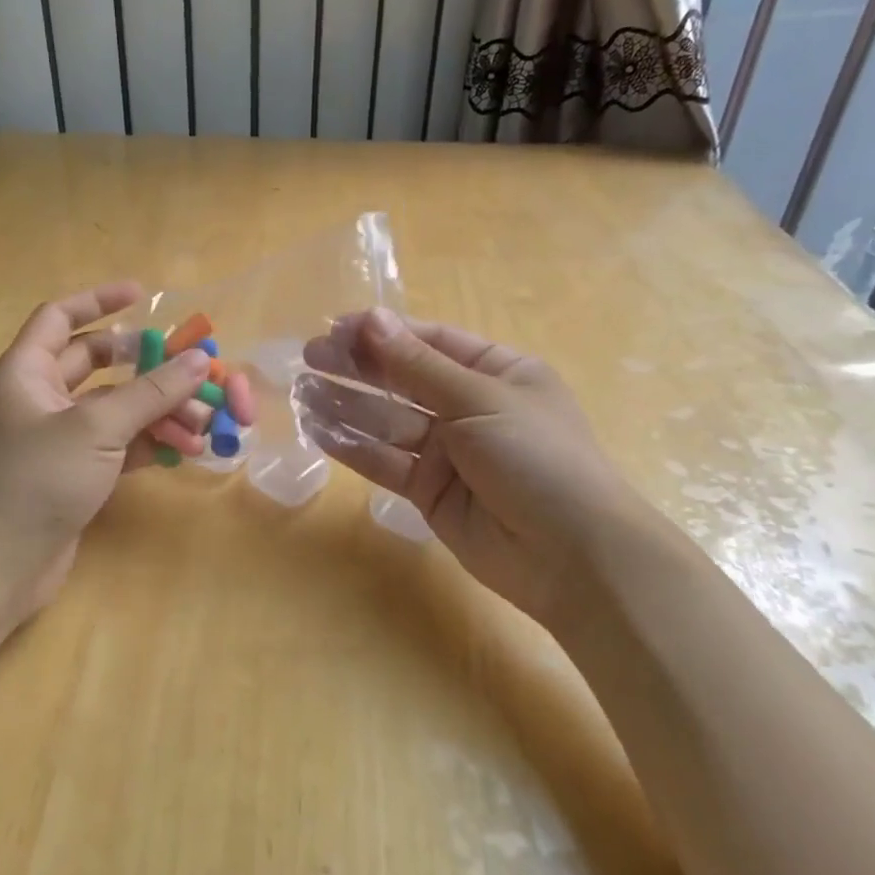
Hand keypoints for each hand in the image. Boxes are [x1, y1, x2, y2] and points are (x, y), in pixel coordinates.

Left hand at [0, 282, 213, 620]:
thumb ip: (152, 391)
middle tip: (190, 367)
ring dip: (158, 410)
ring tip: (203, 422)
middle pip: (99, 363)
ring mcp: (59, 438)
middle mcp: (41, 397)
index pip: (61, 317)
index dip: (99, 300)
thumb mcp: (98, 428)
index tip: (142, 293)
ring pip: (115, 407)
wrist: (0, 565)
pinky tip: (185, 450)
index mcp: (28, 371)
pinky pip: (119, 443)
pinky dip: (150, 443)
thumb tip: (201, 358)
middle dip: (146, 365)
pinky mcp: (76, 472)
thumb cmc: (38, 479)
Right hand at [298, 309, 641, 628]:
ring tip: (302, 390)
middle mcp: (469, 407)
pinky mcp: (428, 491)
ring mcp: (447, 452)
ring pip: (387, 421)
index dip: (384, 332)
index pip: (430, 341)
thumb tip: (371, 317)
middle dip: (358, 367)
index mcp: (496, 372)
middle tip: (309, 356)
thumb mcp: (480, 399)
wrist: (571, 557)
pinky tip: (317, 430)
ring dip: (346, 405)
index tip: (336, 327)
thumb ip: (418, 364)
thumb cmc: (537, 457)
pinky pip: (385, 462)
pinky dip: (353, 447)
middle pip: (403, 379)